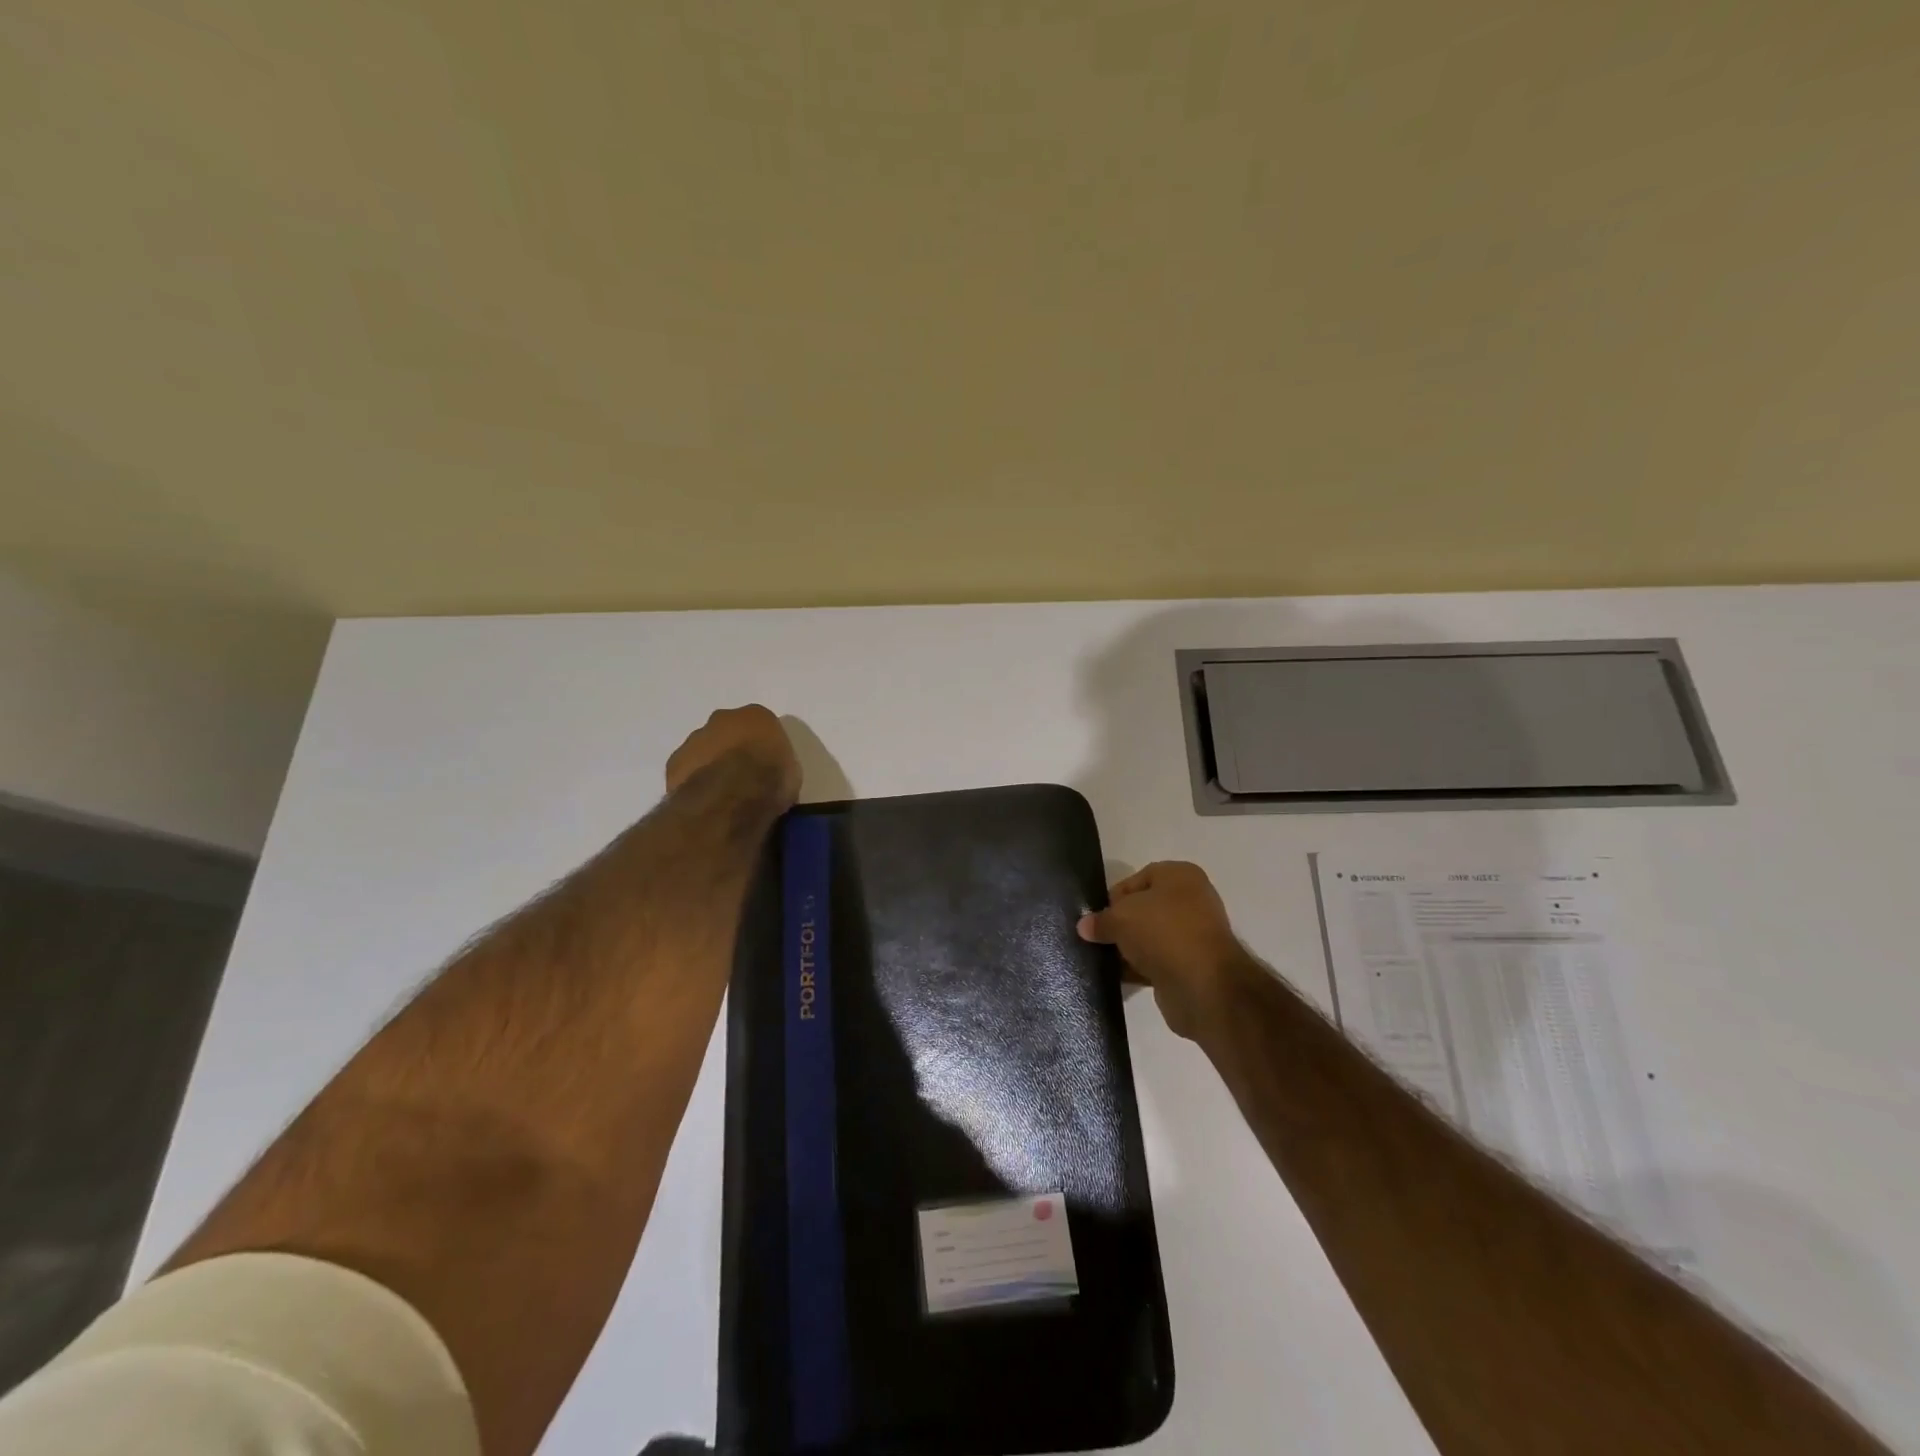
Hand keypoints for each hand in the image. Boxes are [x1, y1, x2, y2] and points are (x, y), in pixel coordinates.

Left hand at [664, 705, 801, 809]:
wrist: (732, 796)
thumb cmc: (771, 779)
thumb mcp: (792, 772)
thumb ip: (777, 764)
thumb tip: (769, 774)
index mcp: (756, 715)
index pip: (760, 725)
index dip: (761, 746)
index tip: (764, 765)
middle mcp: (722, 718)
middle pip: (726, 732)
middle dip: (730, 749)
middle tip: (740, 776)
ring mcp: (694, 739)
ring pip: (702, 749)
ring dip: (709, 764)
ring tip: (720, 793)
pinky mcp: (674, 763)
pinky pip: (686, 770)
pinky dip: (693, 781)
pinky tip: (704, 800)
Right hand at [1078, 861, 1243, 1039]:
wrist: (1203, 985)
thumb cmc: (1163, 932)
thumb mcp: (1120, 918)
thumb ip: (1100, 920)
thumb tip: (1085, 927)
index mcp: (1180, 876)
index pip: (1137, 879)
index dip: (1114, 897)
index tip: (1095, 917)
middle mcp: (1191, 901)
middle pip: (1143, 909)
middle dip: (1119, 924)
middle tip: (1095, 938)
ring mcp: (1193, 935)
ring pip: (1149, 937)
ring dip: (1127, 948)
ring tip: (1100, 959)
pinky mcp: (1191, 966)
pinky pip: (1157, 962)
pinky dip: (1138, 968)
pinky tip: (1116, 976)